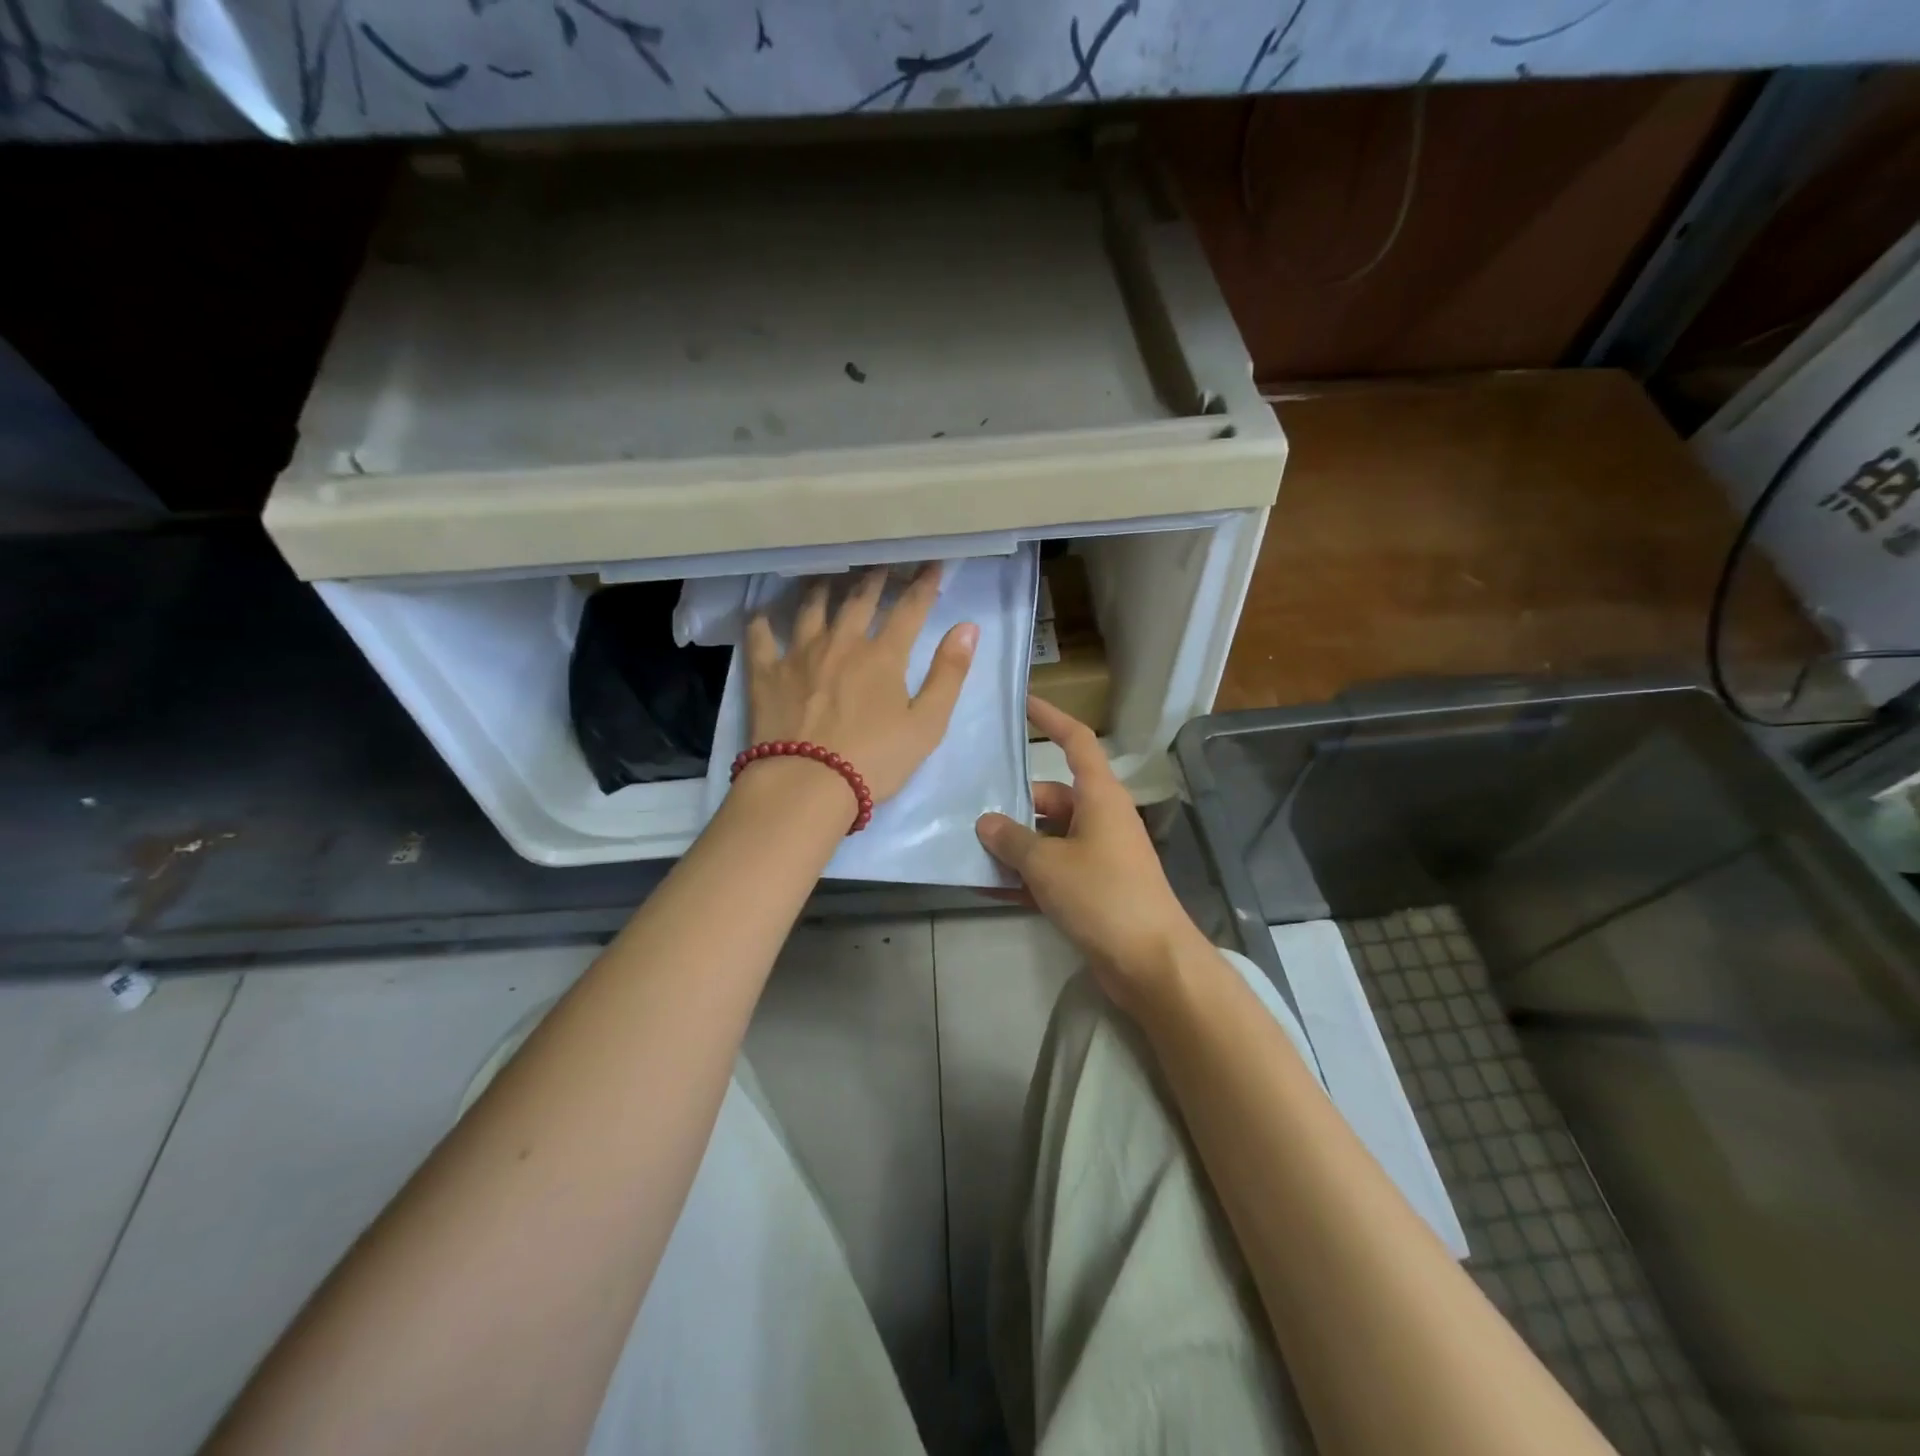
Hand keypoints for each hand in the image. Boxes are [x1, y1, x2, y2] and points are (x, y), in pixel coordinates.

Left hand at [745, 564, 976, 807]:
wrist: (808, 784)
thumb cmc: (875, 759)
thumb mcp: (927, 724)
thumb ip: (949, 674)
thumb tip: (968, 627)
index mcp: (883, 655)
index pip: (909, 609)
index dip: (923, 584)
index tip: (932, 564)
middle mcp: (842, 643)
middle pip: (859, 600)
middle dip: (874, 578)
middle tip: (880, 564)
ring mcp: (800, 654)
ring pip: (811, 608)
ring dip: (822, 588)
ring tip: (826, 577)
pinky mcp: (767, 674)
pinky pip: (760, 637)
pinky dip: (762, 621)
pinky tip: (762, 612)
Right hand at [976, 696, 1210, 1015]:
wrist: (1150, 963)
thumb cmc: (1103, 896)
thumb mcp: (1048, 864)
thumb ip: (1012, 840)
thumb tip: (986, 822)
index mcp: (1100, 797)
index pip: (1076, 742)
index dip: (1051, 718)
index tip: (1024, 703)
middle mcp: (1101, 819)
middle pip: (1052, 797)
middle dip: (1013, 804)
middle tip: (968, 809)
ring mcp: (1098, 856)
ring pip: (1048, 837)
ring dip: (1014, 845)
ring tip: (968, 849)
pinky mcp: (1093, 890)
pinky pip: (1051, 872)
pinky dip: (1024, 877)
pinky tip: (987, 887)